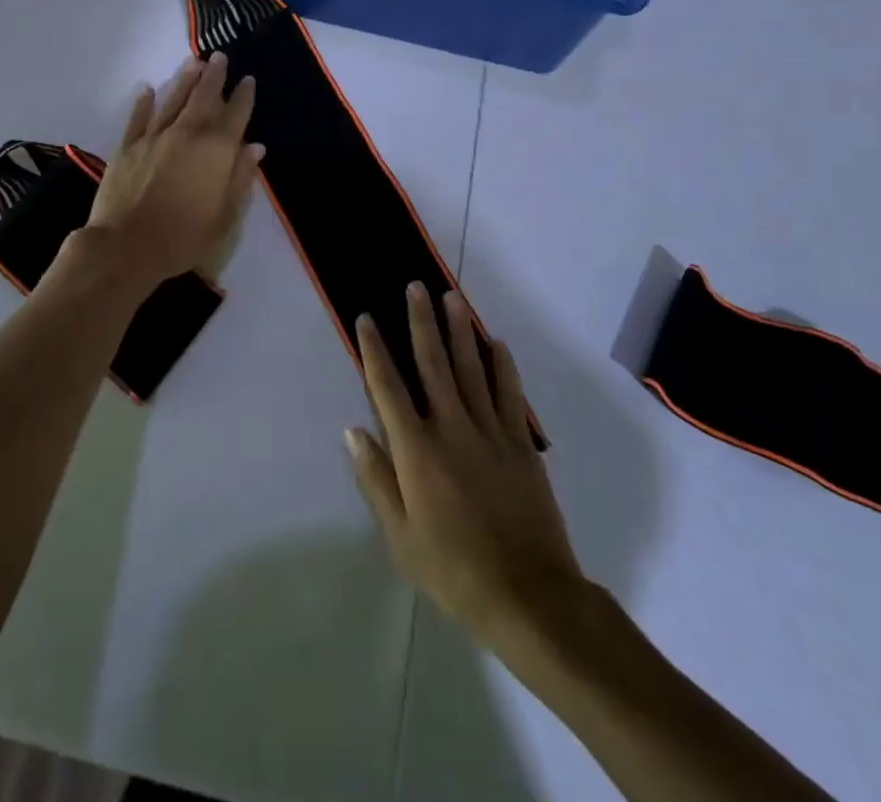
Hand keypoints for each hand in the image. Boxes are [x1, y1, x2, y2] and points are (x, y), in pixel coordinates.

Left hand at [87, 53, 262, 286]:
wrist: (127, 246)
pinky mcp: (128, 147)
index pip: (235, 115)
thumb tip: (255, 147)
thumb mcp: (225, 215)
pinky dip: (143, 102)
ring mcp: (154, 137)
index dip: (243, 96)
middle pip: (204, 97)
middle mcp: (187, 134)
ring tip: (193, 62)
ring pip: (172, 100)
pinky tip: (147, 89)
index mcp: (216, 150)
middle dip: (214, 76)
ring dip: (184, 80)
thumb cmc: (184, 236)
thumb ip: (241, 177)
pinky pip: (138, 117)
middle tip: (219, 56)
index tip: (247, 79)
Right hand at [346, 284, 582, 644]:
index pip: (387, 387)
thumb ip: (376, 479)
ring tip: (451, 297)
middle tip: (414, 287)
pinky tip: (495, 342)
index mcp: (416, 449)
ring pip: (471, 367)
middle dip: (420, 322)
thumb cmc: (453, 568)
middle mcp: (451, 426)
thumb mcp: (400, 536)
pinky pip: (509, 391)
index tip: (366, 318)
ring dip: (459, 329)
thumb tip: (353, 430)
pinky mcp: (519, 442)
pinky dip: (502, 364)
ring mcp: (489, 430)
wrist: (527, 593)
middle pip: (432, 362)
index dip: (374, 350)